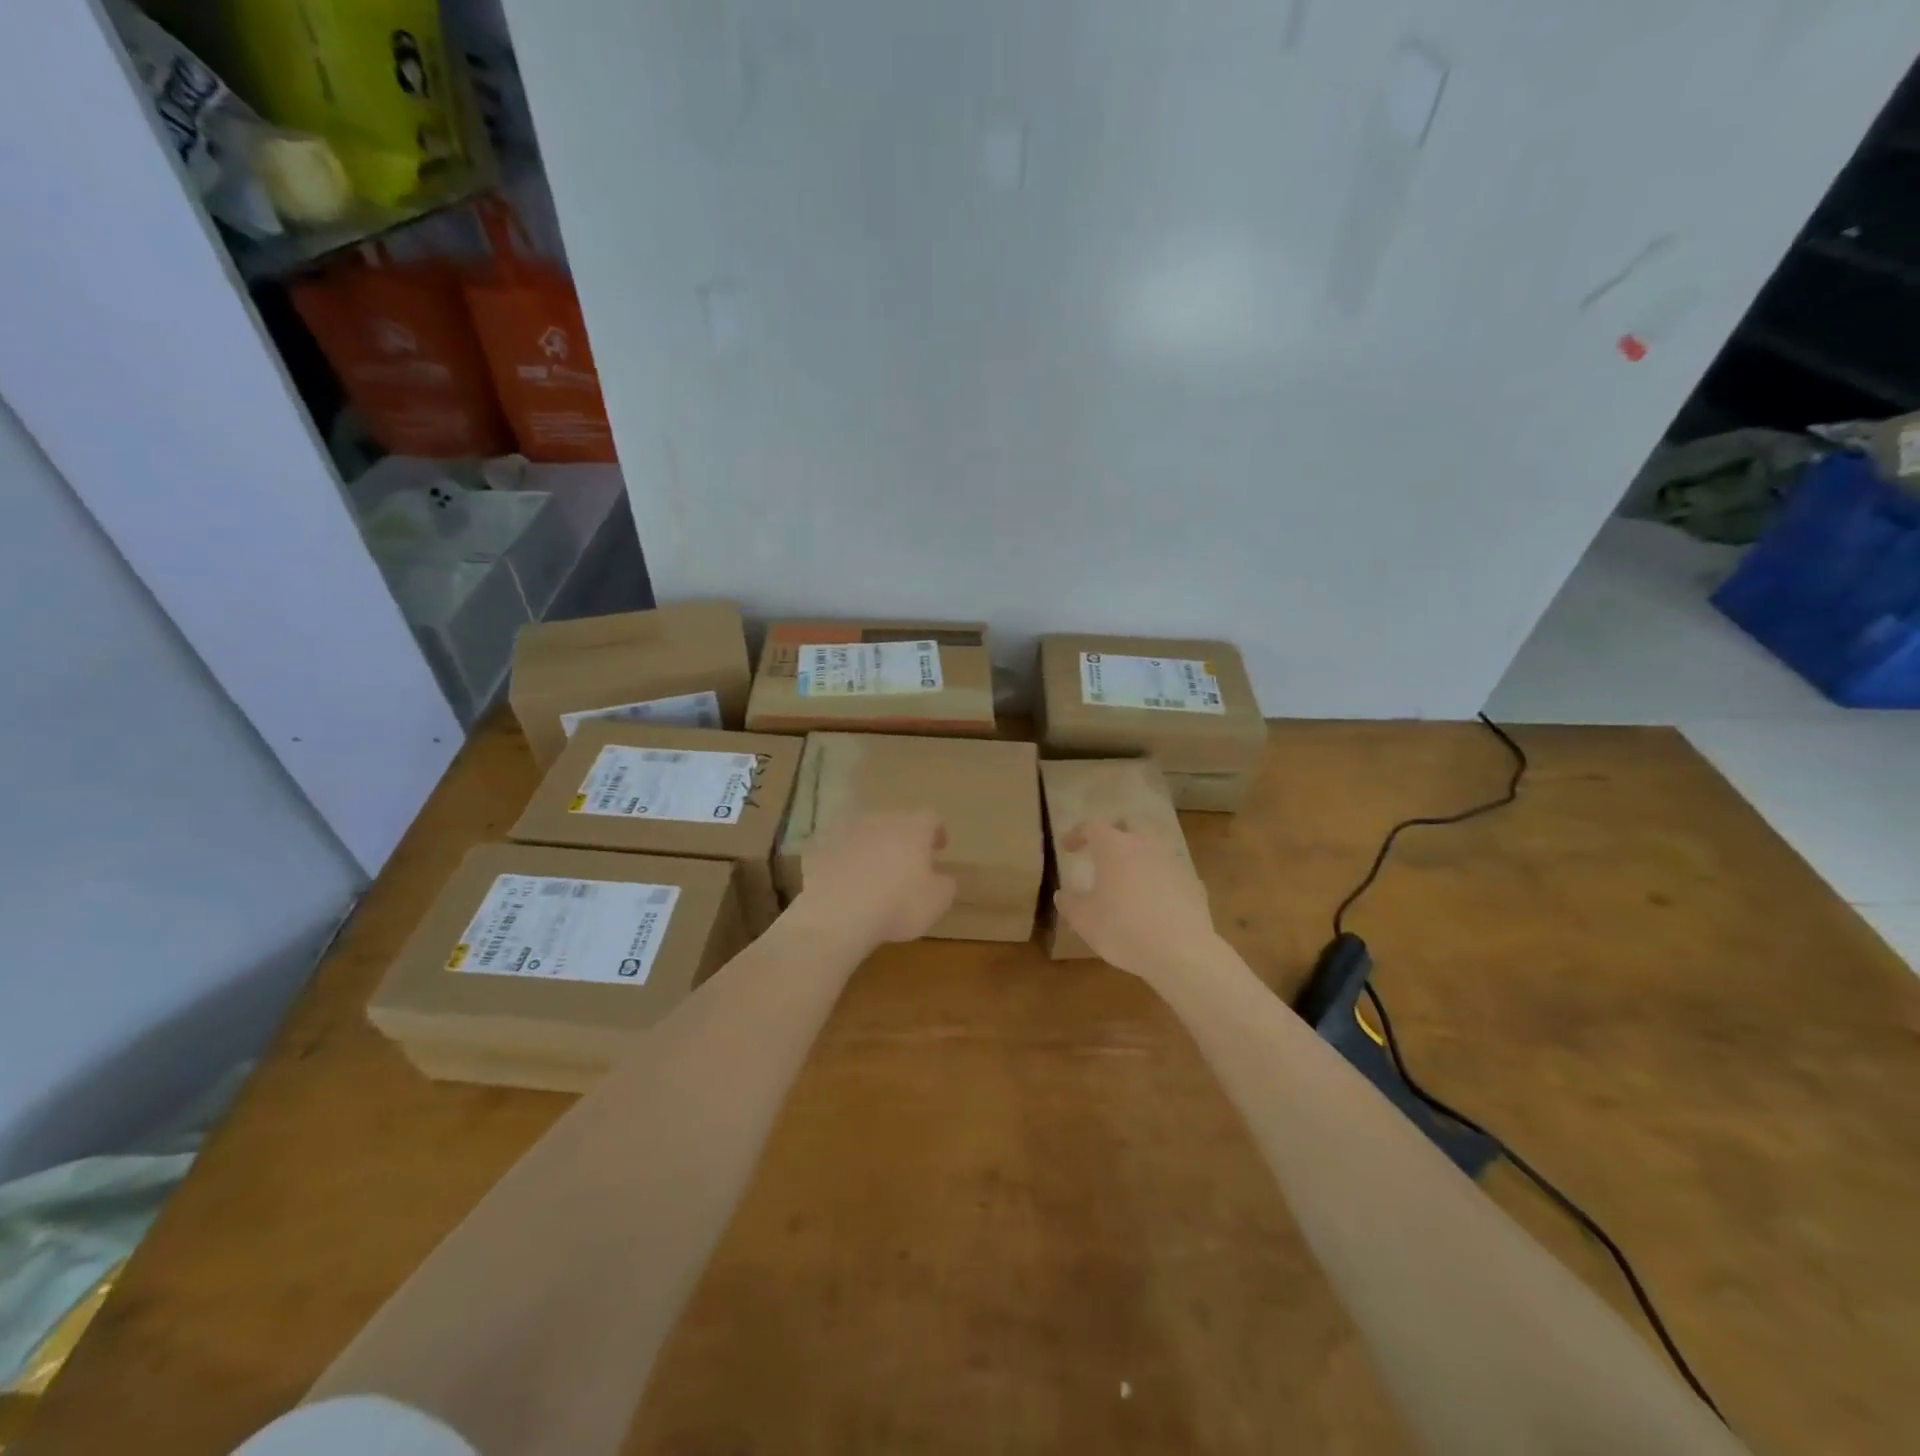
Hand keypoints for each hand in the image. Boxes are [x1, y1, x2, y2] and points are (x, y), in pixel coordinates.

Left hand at [790, 811, 956, 949]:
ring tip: (873, 874)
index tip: (939, 847)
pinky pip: (837, 850)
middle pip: (895, 823)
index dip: (937, 832)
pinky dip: (844, 862)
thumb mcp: (937, 901)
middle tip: (907, 862)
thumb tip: (942, 877)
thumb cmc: (897, 904)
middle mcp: (879, 820)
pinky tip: (845, 883)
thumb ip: (945, 884)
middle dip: (902, 840)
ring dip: (871, 848)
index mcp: (912, 828)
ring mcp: (845, 831)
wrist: (836, 913)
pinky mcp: (818, 848)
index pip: (930, 818)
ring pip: (864, 834)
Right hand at [1054, 820, 1217, 981]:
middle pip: (1128, 826)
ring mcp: (1172, 862)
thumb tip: (1062, 895)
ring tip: (1127, 879)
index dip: (1077, 834)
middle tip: (1101, 853)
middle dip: (1113, 835)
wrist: (1181, 952)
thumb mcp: (1084, 920)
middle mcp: (1145, 845)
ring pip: (1152, 848)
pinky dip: (1158, 879)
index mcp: (1114, 847)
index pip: (1092, 827)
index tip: (1067, 848)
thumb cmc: (1123, 928)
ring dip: (1137, 857)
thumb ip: (1070, 903)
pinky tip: (1153, 902)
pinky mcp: (1193, 882)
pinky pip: (1169, 872)